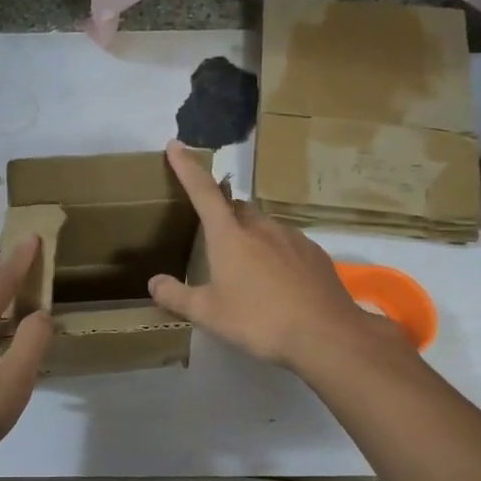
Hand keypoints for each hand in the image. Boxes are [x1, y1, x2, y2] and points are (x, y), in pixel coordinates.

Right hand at [148, 140, 406, 371]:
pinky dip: (274, 252)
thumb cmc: (258, 320)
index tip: (176, 146)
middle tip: (211, 233)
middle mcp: (260, 227)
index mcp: (229, 235)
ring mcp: (291, 237)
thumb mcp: (208, 314)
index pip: (202, 190)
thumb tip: (154, 282)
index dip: (186, 166)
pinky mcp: (314, 253)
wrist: (326, 335)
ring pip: (262, 225)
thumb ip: (177, 297)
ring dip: (248, 235)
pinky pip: (286, 243)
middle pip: (234, 207)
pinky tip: (276, 280)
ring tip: (244, 266)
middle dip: (220, 211)